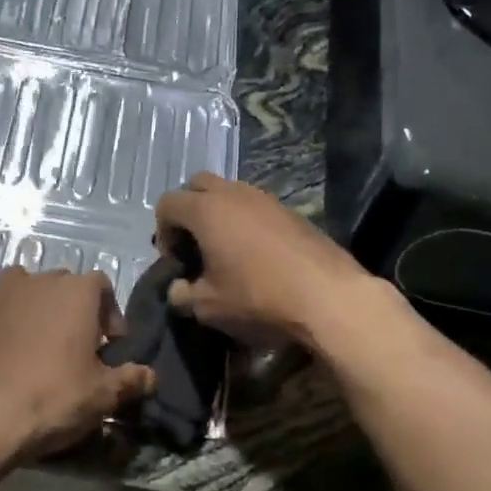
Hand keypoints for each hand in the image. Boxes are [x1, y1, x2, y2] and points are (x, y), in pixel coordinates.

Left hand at [0, 267, 155, 461]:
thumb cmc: (54, 398)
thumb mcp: (104, 395)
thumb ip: (132, 379)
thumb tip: (151, 376)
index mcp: (76, 292)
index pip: (102, 285)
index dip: (110, 313)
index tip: (109, 346)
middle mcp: (39, 281)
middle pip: (64, 285)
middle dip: (74, 309)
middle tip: (77, 346)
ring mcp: (0, 294)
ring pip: (26, 289)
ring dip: (37, 307)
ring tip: (39, 342)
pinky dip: (5, 320)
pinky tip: (6, 350)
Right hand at [155, 174, 373, 346]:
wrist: (327, 297)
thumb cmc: (258, 298)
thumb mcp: (208, 306)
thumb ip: (182, 294)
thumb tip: (177, 289)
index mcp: (207, 210)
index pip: (168, 203)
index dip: (163, 231)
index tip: (176, 261)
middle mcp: (234, 194)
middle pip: (197, 185)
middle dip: (188, 211)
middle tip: (194, 246)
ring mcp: (266, 199)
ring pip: (230, 193)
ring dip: (219, 215)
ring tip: (225, 251)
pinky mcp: (291, 211)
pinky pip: (255, 206)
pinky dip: (245, 222)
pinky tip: (255, 255)